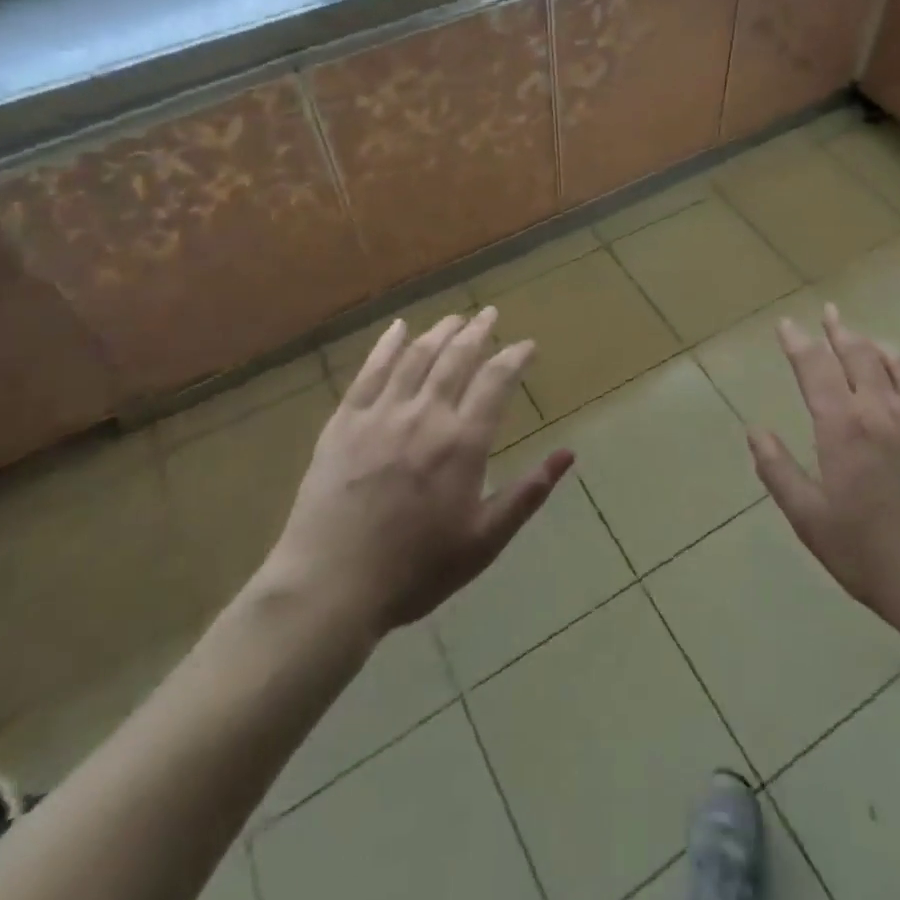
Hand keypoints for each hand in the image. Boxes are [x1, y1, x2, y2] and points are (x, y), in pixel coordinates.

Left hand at [259, 308, 573, 640]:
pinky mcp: (344, 420)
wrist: (331, 585)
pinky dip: (387, 344)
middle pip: (456, 357)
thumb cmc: (415, 569)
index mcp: (462, 443)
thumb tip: (568, 454)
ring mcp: (381, 414)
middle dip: (478, 331)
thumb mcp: (484, 541)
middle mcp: (425, 415)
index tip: (527, 345)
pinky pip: (370, 371)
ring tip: (455, 318)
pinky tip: (398, 328)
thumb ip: (527, 493)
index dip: (515, 357)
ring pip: (416, 356)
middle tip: (490, 314)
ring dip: (439, 331)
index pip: (496, 381)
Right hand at [747, 303, 899, 656]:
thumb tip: (755, 431)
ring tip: (868, 342)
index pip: (815, 368)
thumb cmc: (874, 557)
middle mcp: (885, 409)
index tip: (787, 324)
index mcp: (844, 427)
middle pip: (859, 353)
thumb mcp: (811, 521)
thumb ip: (779, 472)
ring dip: (878, 347)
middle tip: (829, 314)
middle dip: (839, 331)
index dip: (798, 342)